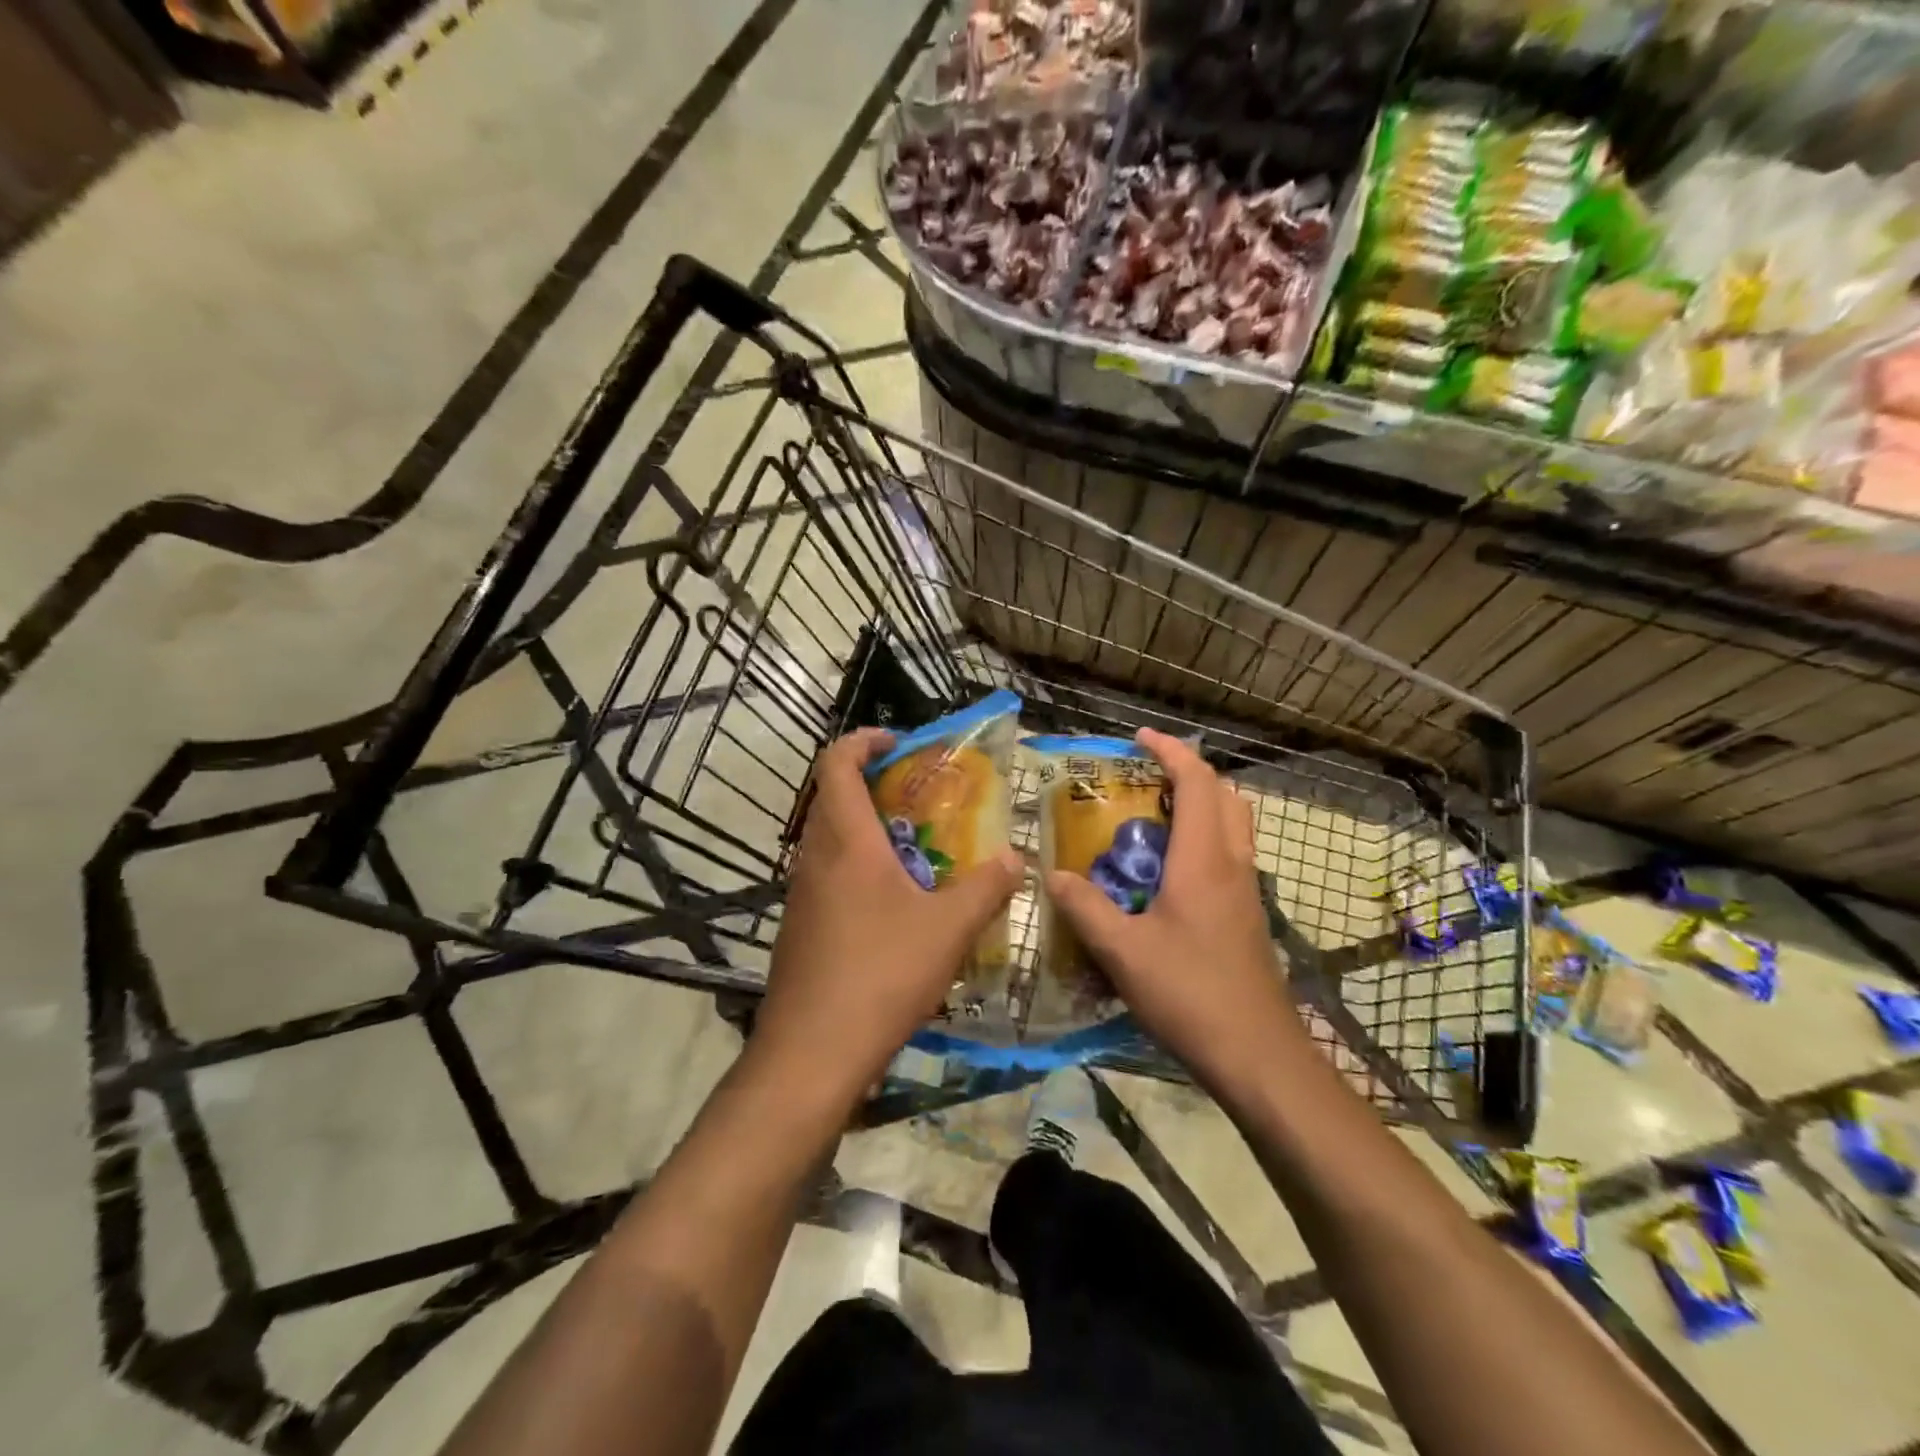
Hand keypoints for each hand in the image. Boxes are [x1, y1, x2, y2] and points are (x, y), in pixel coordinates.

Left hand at [752, 727, 1021, 1108]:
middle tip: (920, 796)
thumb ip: (986, 888)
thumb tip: (1016, 858)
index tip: (900, 743)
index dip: (864, 741)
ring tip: (917, 849)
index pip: (837, 763)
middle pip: (832, 797)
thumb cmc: (880, 975)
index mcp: (846, 840)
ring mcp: (801, 894)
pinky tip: (894, 905)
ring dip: (867, 829)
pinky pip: (828, 876)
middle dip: (873, 784)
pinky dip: (858, 868)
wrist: (811, 1054)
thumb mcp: (948, 930)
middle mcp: (815, 857)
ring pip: (830, 839)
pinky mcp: (799, 927)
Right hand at [1044, 728, 1302, 1100]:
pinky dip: (1204, 839)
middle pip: (1224, 795)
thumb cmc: (1190, 994)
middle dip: (1188, 772)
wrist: (1259, 1055)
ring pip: (1233, 825)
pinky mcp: (1249, 917)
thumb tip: (1051, 875)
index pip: (1196, 782)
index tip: (1139, 737)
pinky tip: (1169, 874)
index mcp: (1204, 860)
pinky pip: (1230, 855)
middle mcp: (1232, 864)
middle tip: (1146, 776)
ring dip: (1200, 804)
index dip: (1170, 751)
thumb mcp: (1122, 951)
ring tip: (1155, 817)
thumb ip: (1084, 908)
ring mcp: (1247, 892)